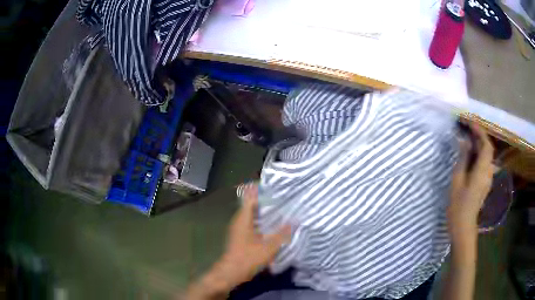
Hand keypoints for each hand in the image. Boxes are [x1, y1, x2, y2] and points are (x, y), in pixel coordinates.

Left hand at [219, 184, 291, 286]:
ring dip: (263, 211)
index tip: (276, 188)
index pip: (251, 197)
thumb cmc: (248, 258)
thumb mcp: (269, 247)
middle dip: (265, 201)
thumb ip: (282, 234)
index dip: (262, 191)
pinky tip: (271, 225)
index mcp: (243, 219)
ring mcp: (238, 228)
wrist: (231, 272)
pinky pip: (251, 222)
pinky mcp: (240, 236)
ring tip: (280, 209)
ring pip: (251, 214)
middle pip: (251, 205)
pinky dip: (260, 220)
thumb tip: (294, 222)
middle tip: (282, 198)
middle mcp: (239, 220)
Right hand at [448, 123, 493, 239]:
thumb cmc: (458, 204)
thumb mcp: (458, 179)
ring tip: (468, 139)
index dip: (480, 131)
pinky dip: (479, 154)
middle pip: (488, 148)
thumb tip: (465, 141)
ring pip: (487, 155)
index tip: (470, 122)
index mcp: (482, 170)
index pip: (486, 145)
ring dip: (479, 144)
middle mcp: (488, 172)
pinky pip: (485, 163)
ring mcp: (488, 178)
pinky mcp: (485, 182)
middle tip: (468, 129)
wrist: (463, 225)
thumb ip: (463, 158)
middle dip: (479, 136)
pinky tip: (471, 154)